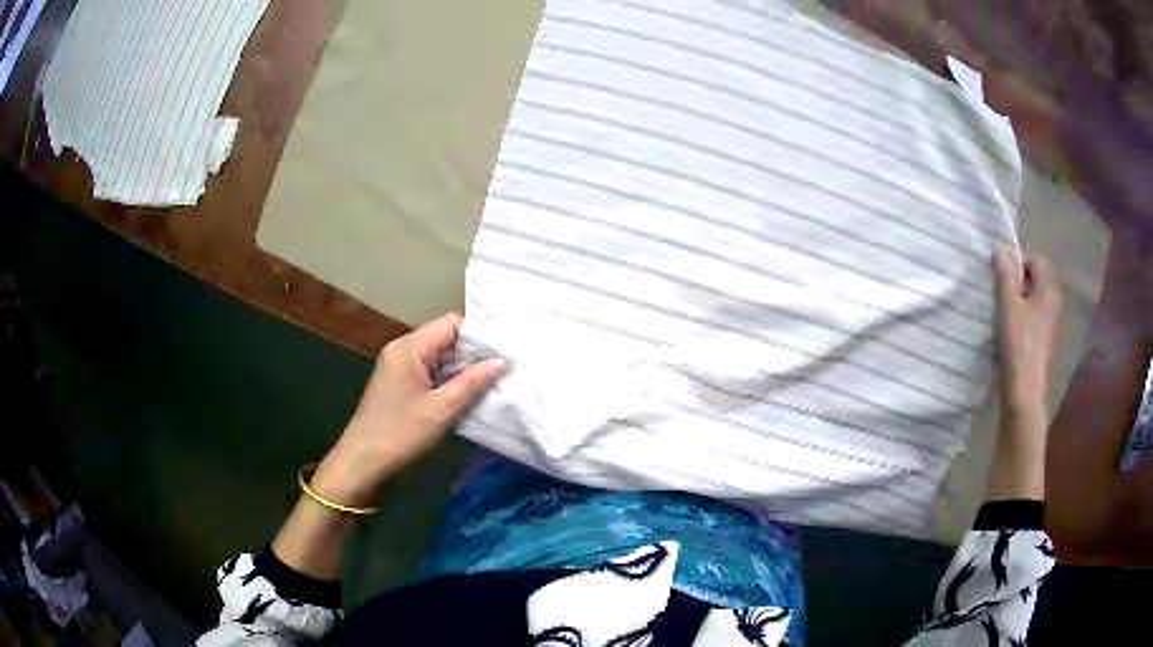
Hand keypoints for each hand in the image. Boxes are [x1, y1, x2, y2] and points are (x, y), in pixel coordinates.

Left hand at [311, 313, 505, 505]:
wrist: (363, 460)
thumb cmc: (400, 432)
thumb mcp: (441, 409)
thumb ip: (472, 383)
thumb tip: (501, 362)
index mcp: (409, 347)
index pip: (451, 323)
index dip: (479, 335)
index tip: (503, 352)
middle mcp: (402, 349)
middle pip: (445, 337)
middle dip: (473, 353)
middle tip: (503, 368)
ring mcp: (398, 365)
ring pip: (438, 355)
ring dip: (461, 368)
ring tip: (491, 381)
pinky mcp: (398, 382)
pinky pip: (429, 370)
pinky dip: (448, 378)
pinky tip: (466, 393)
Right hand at [992, 247, 1062, 413]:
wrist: (1023, 392)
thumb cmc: (1018, 344)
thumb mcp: (1008, 304)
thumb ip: (1004, 275)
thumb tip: (999, 248)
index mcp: (1048, 290)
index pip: (1035, 260)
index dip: (1017, 261)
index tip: (1000, 272)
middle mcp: (1051, 303)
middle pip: (1033, 280)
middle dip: (1015, 280)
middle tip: (997, 288)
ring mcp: (1046, 324)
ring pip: (1029, 299)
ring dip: (1014, 299)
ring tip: (998, 308)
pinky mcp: (1038, 341)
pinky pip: (1028, 317)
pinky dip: (1016, 317)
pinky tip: (1003, 328)